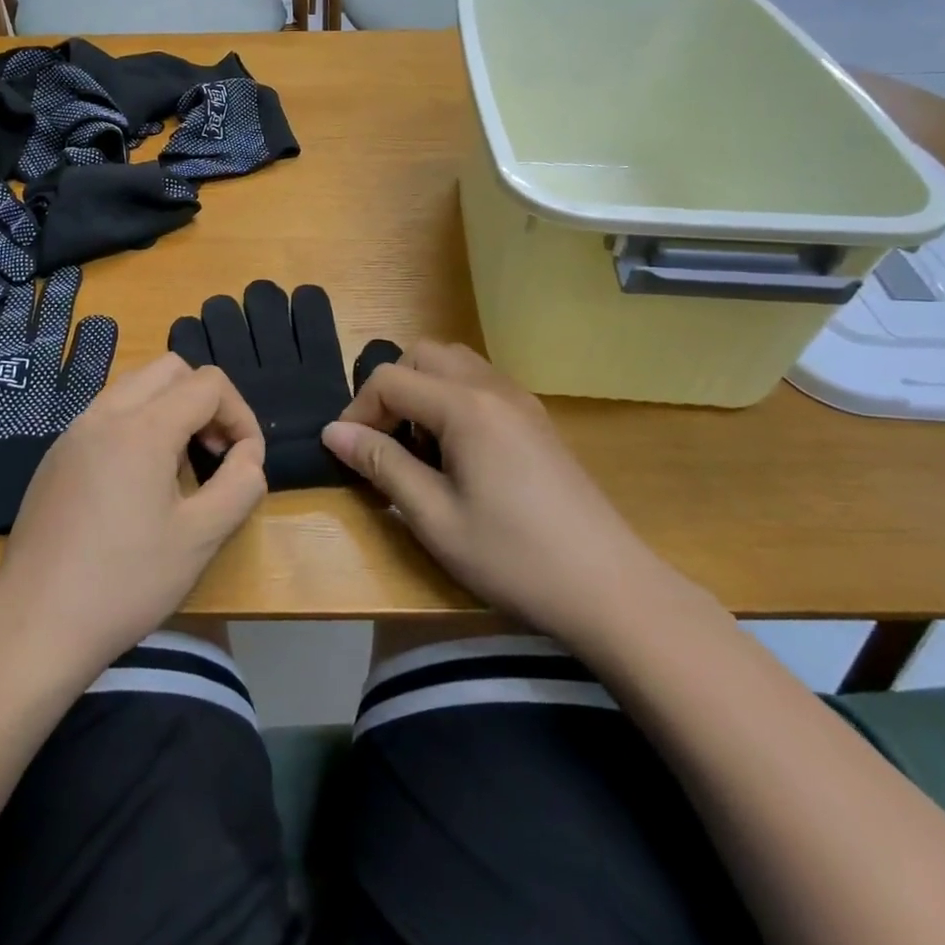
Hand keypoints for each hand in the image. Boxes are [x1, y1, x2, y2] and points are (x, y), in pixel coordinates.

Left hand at [0, 355, 266, 681]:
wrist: (33, 627)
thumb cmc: (124, 583)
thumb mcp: (200, 539)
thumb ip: (240, 485)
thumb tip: (248, 455)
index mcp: (142, 427)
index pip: (208, 384)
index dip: (241, 416)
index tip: (245, 462)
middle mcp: (105, 414)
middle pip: (170, 370)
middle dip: (205, 401)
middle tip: (214, 452)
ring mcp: (74, 432)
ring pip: (135, 387)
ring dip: (170, 409)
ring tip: (179, 467)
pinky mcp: (56, 456)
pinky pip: (107, 414)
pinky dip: (137, 425)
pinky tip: (137, 484)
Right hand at [322, 342, 662, 650]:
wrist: (610, 588)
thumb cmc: (514, 557)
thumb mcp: (435, 517)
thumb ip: (382, 465)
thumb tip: (334, 432)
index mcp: (465, 406)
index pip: (391, 379)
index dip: (359, 410)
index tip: (351, 454)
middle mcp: (493, 388)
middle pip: (423, 355)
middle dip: (392, 388)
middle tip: (385, 441)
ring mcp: (521, 400)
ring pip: (455, 363)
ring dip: (424, 389)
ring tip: (419, 445)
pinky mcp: (537, 420)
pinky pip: (481, 384)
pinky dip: (453, 398)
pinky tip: (459, 453)